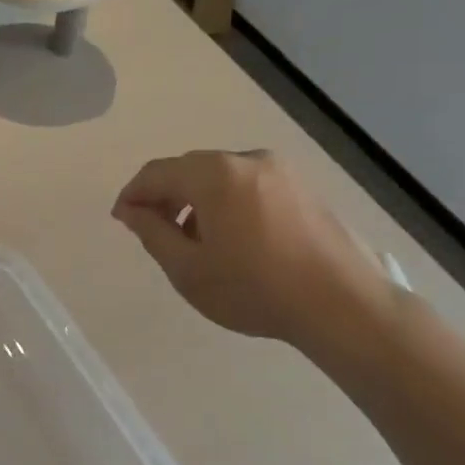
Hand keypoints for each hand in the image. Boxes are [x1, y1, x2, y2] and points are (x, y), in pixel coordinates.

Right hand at [112, 150, 396, 354]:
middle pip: (190, 169)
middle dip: (165, 195)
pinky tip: (230, 237)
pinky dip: (227, 202)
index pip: (157, 172)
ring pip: (221, 176)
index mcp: (215, 174)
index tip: (122, 219)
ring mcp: (280, 171)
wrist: (342, 304)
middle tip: (151, 228)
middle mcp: (247, 160)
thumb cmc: (255, 289)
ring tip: (191, 239)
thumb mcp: (188, 269)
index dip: (133, 193)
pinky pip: (248, 185)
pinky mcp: (303, 187)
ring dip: (196, 199)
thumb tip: (132, 210)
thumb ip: (152, 233)